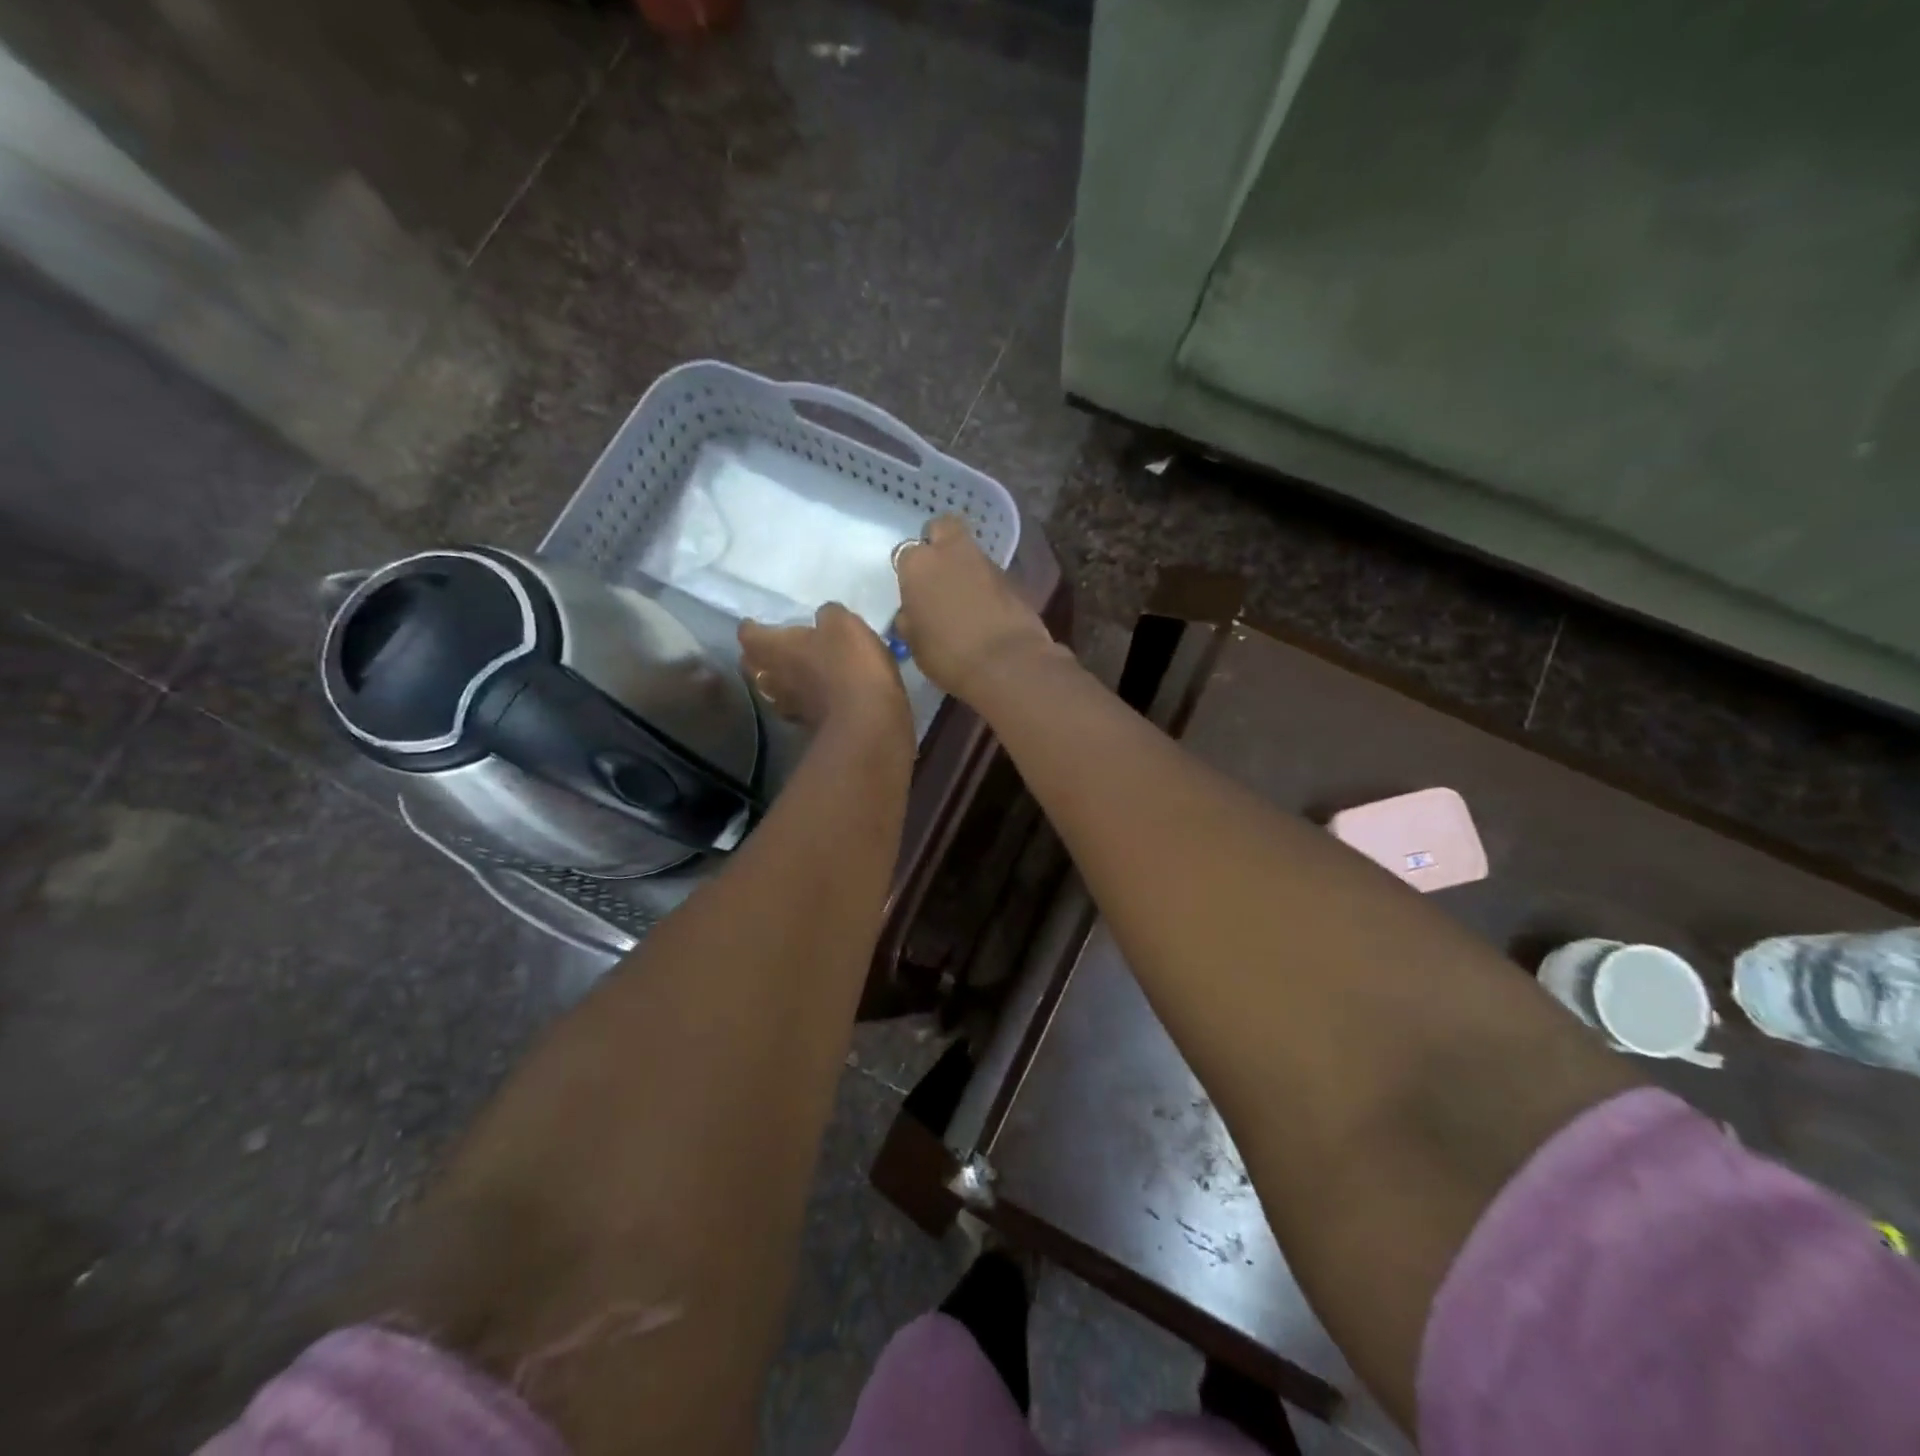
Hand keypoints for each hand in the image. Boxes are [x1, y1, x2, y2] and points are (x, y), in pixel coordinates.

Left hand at [738, 603, 908, 737]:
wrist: (867, 720)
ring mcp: (787, 706)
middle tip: (773, 647)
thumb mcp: (843, 624)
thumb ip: (828, 615)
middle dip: (759, 656)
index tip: (758, 622)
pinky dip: (802, 698)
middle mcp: (771, 679)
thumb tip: (823, 620)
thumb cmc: (848, 664)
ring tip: (794, 671)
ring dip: (779, 680)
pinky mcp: (807, 725)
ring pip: (772, 689)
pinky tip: (816, 693)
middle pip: (752, 666)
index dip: (752, 627)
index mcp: (772, 648)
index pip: (747, 634)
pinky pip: (797, 706)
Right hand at [892, 517, 1060, 700]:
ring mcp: (985, 562)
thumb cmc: (948, 655)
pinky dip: (985, 585)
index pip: (905, 553)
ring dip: (964, 566)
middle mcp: (951, 553)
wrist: (1006, 663)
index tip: (912, 591)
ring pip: (969, 551)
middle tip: (937, 572)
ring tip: (963, 598)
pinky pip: (990, 574)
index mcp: (918, 564)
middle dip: (939, 542)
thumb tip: (912, 613)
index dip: (909, 571)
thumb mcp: (914, 642)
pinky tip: (984, 610)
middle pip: (942, 528)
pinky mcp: (1012, 578)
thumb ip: (910, 618)